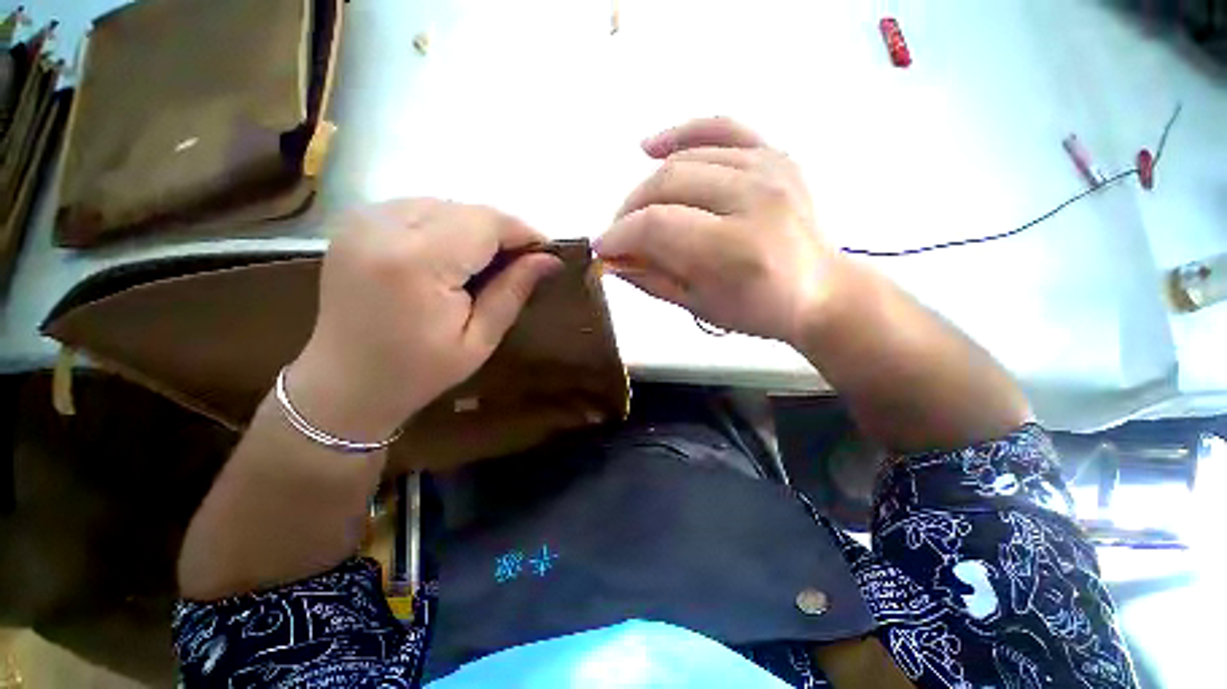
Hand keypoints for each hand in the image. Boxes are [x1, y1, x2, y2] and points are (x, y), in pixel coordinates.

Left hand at [286, 199, 561, 442]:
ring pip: (443, 203)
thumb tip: (549, 259)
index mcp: (416, 262)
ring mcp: (363, 221)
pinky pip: (417, 208)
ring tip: (486, 263)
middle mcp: (383, 228)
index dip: (521, 232)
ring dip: (473, 227)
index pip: (484, 222)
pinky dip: (445, 225)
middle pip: (464, 208)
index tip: (545, 251)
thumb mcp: (479, 340)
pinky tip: (451, 255)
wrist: (343, 382)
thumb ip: (513, 291)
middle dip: (500, 231)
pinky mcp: (355, 223)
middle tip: (519, 263)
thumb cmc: (418, 371)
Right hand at [595, 117, 844, 344]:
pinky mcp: (775, 154)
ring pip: (685, 159)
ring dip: (646, 185)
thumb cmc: (759, 309)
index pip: (657, 225)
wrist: (821, 289)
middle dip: (629, 211)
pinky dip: (681, 133)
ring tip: (635, 210)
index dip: (619, 235)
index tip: (602, 249)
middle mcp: (754, 198)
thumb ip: (651, 280)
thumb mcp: (699, 307)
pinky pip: (720, 128)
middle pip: (667, 184)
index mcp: (736, 249)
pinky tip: (650, 146)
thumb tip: (611, 260)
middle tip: (619, 234)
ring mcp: (768, 167)